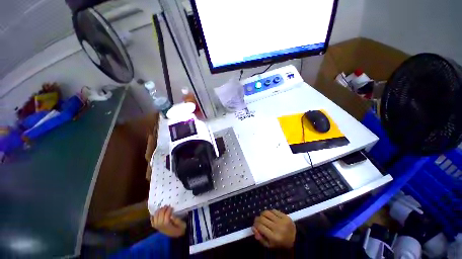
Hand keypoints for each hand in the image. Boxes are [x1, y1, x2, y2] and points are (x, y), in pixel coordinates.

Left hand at [151, 205, 185, 237]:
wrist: (177, 235)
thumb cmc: (180, 229)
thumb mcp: (182, 224)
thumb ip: (177, 220)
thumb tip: (172, 215)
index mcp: (168, 226)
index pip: (166, 217)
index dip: (168, 211)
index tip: (171, 207)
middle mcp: (161, 226)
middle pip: (160, 216)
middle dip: (163, 210)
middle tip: (167, 206)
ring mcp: (158, 227)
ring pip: (155, 218)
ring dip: (158, 212)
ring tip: (162, 208)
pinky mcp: (157, 227)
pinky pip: (152, 222)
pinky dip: (152, 217)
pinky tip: (155, 213)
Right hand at [252, 210, 295, 248]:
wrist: (296, 239)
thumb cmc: (281, 244)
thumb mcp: (270, 245)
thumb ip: (260, 238)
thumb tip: (253, 228)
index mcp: (274, 237)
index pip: (260, 227)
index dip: (255, 224)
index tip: (254, 224)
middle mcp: (278, 228)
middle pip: (262, 218)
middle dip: (258, 219)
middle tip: (257, 220)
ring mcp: (282, 221)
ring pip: (267, 212)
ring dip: (262, 214)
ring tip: (263, 217)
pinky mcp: (285, 216)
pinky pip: (273, 210)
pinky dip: (269, 212)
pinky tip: (270, 216)